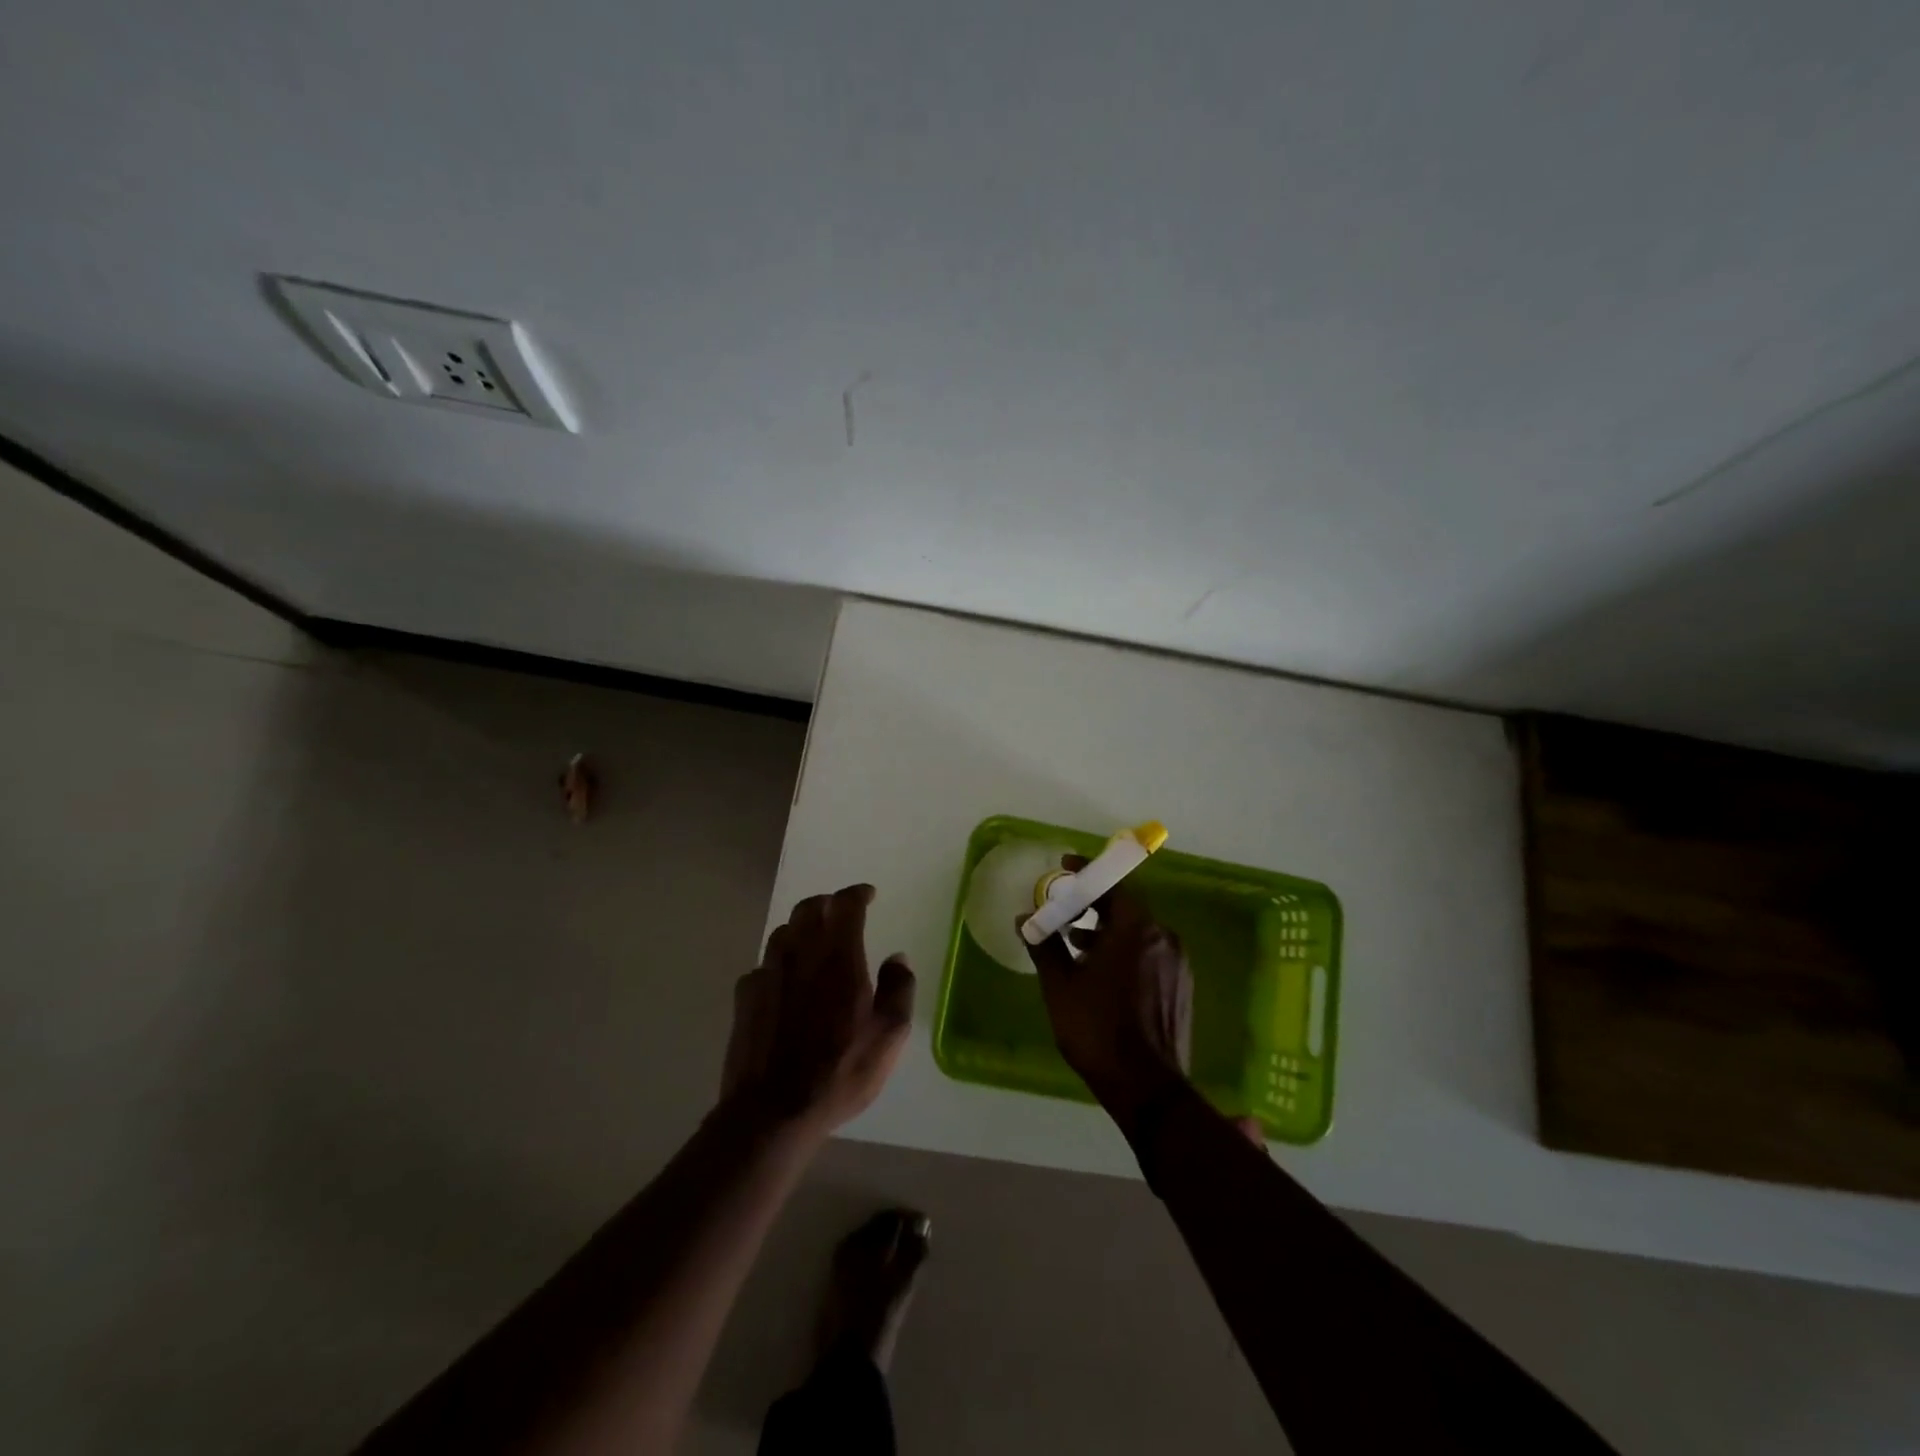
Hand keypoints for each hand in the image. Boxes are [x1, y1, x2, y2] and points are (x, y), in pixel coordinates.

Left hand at [721, 883, 915, 1139]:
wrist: (772, 1111)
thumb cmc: (839, 1072)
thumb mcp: (888, 1036)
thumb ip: (899, 990)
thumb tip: (897, 958)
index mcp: (839, 957)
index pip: (845, 904)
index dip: (857, 894)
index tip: (868, 895)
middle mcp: (800, 954)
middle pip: (808, 908)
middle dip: (827, 903)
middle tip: (841, 912)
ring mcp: (767, 973)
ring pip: (782, 932)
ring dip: (800, 929)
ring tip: (814, 943)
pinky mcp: (745, 997)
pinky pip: (763, 965)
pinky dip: (778, 963)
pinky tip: (785, 982)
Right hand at [1022, 865, 1191, 1134]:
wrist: (1147, 1088)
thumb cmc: (1097, 1030)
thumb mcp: (1060, 986)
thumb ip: (1044, 945)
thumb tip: (1024, 919)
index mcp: (1135, 929)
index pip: (1112, 884)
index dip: (1087, 872)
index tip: (1065, 867)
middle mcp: (1162, 937)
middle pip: (1126, 907)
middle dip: (1094, 904)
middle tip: (1065, 910)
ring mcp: (1176, 962)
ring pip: (1138, 931)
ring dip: (1108, 930)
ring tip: (1076, 945)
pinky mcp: (1181, 986)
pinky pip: (1150, 952)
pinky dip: (1126, 950)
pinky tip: (1103, 972)